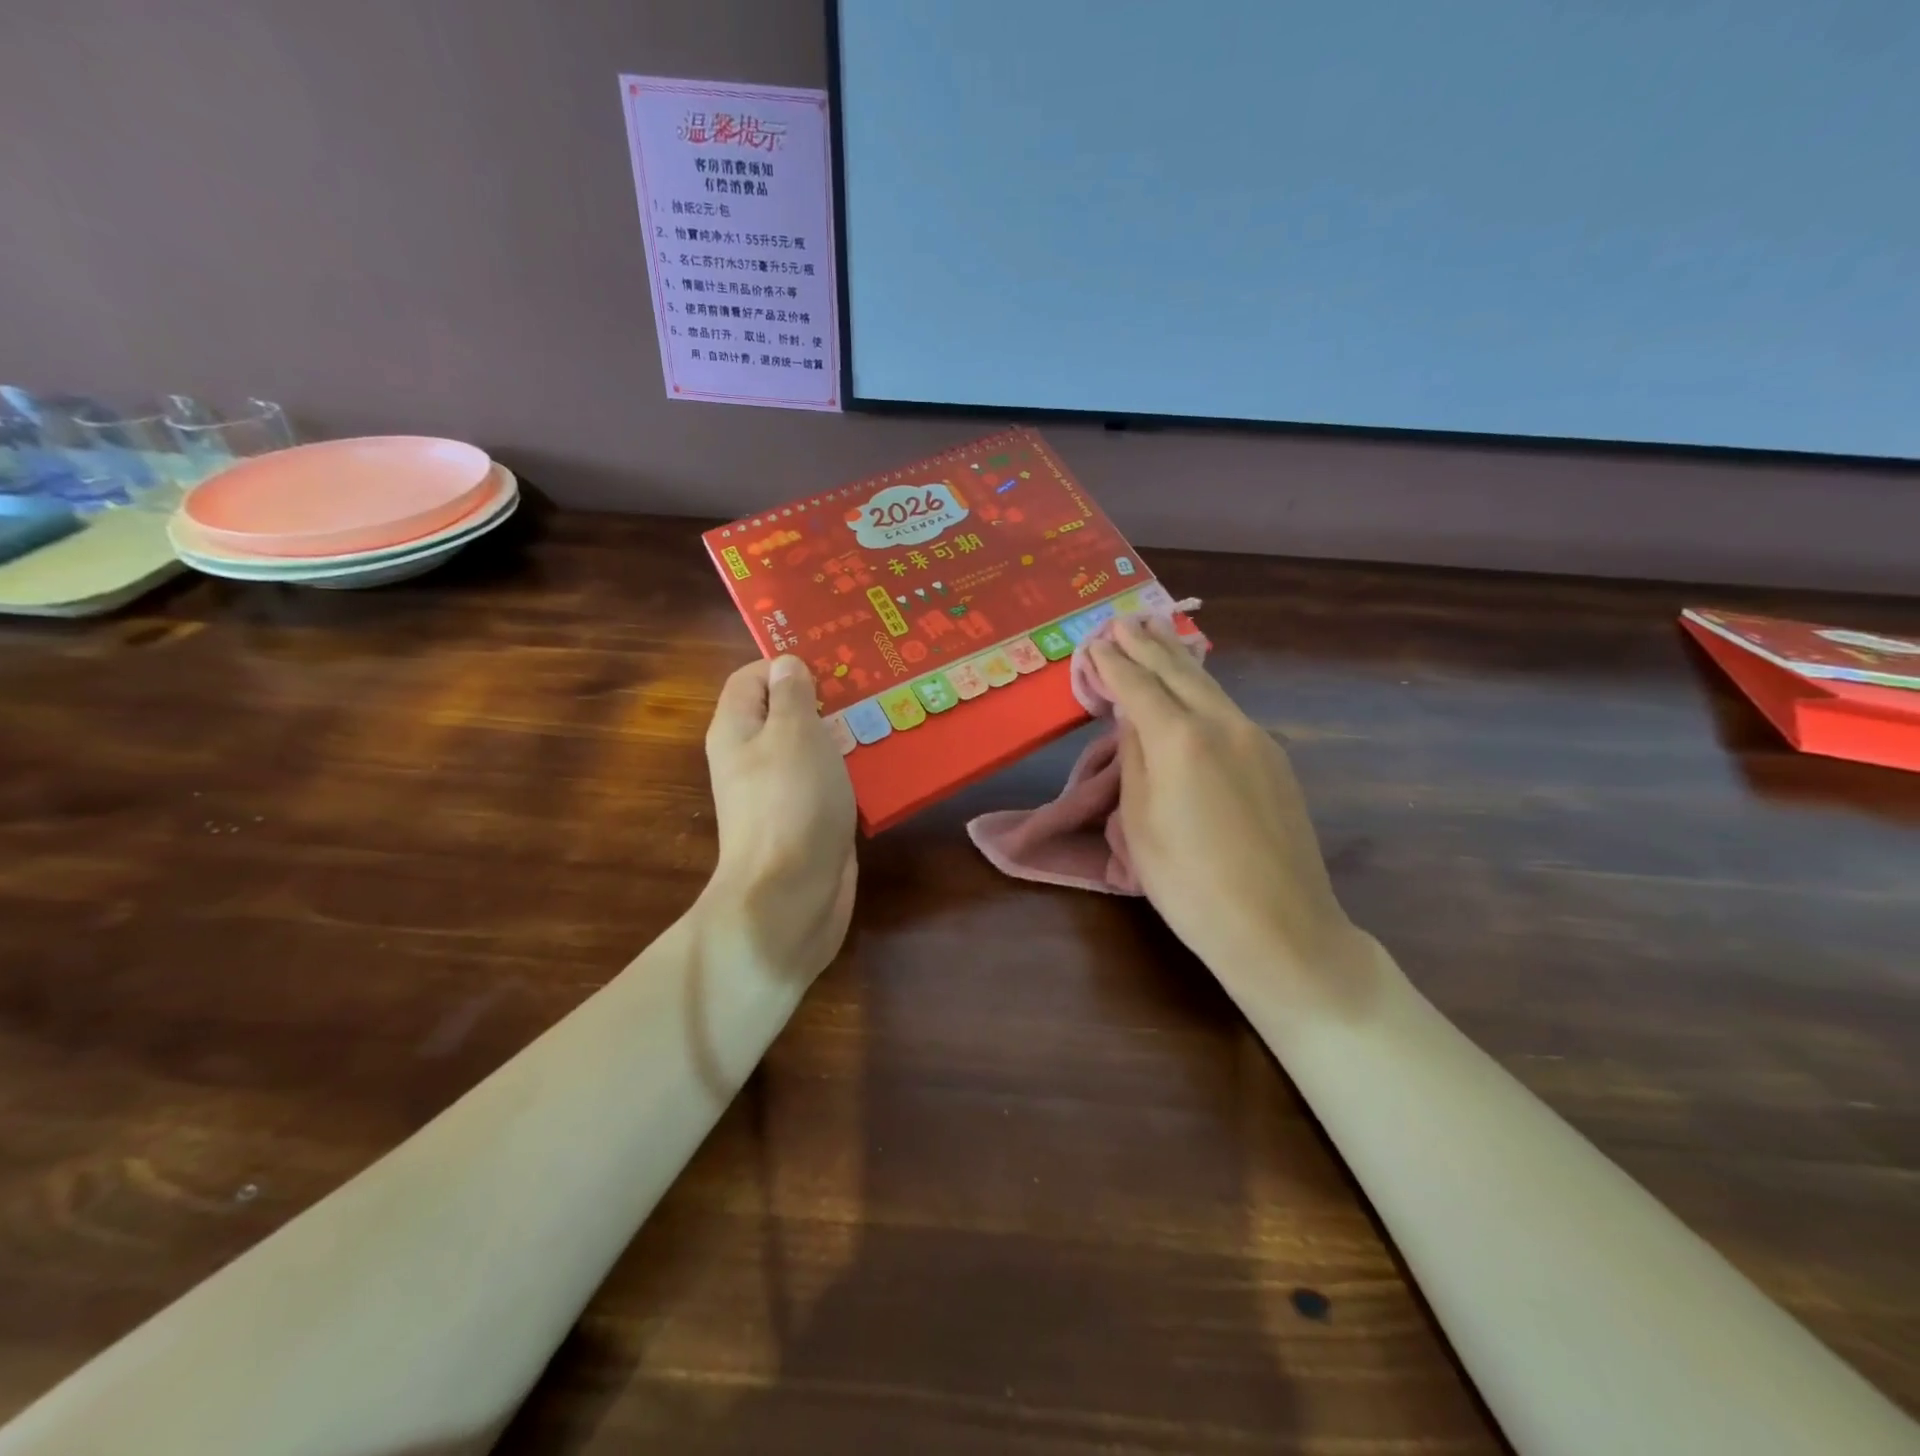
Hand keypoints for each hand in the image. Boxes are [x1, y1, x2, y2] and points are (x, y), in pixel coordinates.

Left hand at [701, 655, 857, 979]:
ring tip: (889, 716)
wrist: (791, 895)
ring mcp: (781, 792)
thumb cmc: (790, 802)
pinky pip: (829, 782)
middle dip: (825, 698)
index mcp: (737, 730)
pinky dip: (852, 770)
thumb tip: (786, 664)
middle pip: (785, 713)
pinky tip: (886, 763)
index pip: (751, 678)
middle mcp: (753, 758)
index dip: (785, 664)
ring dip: (845, 734)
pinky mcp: (808, 819)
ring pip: (812, 748)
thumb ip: (792, 694)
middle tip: (872, 684)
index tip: (833, 661)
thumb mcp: (793, 734)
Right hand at [1090, 618, 1374, 1008]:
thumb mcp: (1140, 823)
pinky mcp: (1275, 759)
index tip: (1095, 642)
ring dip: (1177, 658)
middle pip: (1178, 672)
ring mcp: (1256, 739)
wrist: (1279, 928)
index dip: (1113, 663)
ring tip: (1156, 633)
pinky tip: (1193, 685)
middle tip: (1123, 620)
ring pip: (1209, 685)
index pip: (1137, 686)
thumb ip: (1135, 759)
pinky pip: (1228, 708)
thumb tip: (1134, 718)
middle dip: (1146, 644)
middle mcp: (1222, 724)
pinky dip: (1201, 688)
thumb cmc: (1190, 884)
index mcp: (1180, 739)